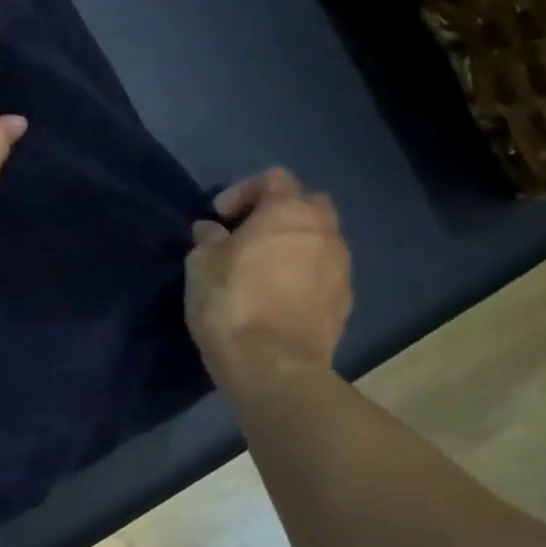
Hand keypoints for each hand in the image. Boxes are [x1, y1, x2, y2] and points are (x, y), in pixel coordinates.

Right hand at [185, 169, 351, 387]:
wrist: (273, 368)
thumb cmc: (232, 304)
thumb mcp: (201, 264)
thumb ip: (208, 239)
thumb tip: (212, 231)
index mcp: (289, 212)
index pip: (274, 178)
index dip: (243, 190)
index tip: (219, 217)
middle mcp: (324, 232)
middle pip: (307, 204)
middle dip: (278, 213)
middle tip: (246, 235)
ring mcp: (341, 269)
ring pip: (319, 241)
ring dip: (293, 246)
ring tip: (262, 269)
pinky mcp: (345, 304)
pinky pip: (323, 275)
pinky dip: (303, 276)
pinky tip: (277, 297)